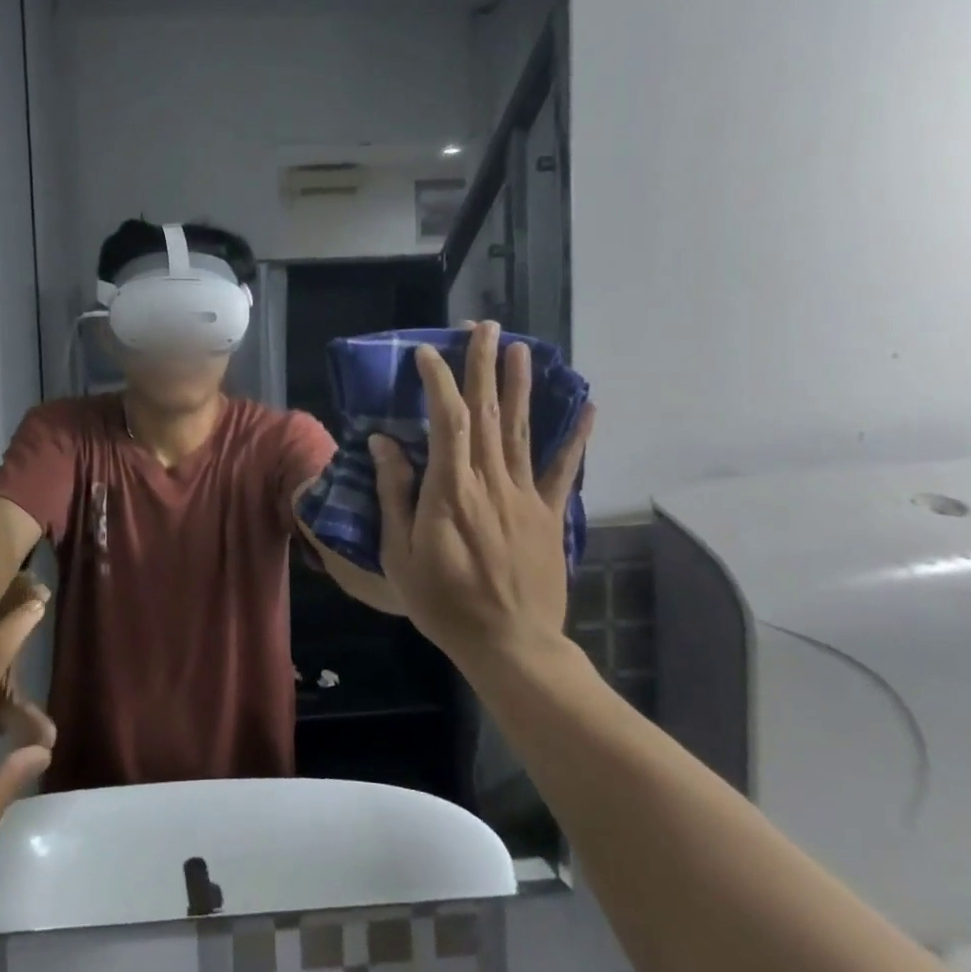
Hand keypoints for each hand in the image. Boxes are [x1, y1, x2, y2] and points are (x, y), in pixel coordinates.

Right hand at [370, 321, 594, 675]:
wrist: (510, 644)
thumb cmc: (444, 602)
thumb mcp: (400, 554)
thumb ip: (394, 494)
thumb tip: (384, 443)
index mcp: (451, 490)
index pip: (448, 420)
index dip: (438, 381)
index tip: (426, 353)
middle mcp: (491, 481)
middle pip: (488, 412)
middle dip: (483, 365)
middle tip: (484, 326)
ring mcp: (525, 495)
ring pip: (523, 429)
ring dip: (520, 385)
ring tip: (521, 347)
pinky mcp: (549, 514)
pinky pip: (564, 469)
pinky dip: (576, 436)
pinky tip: (587, 407)